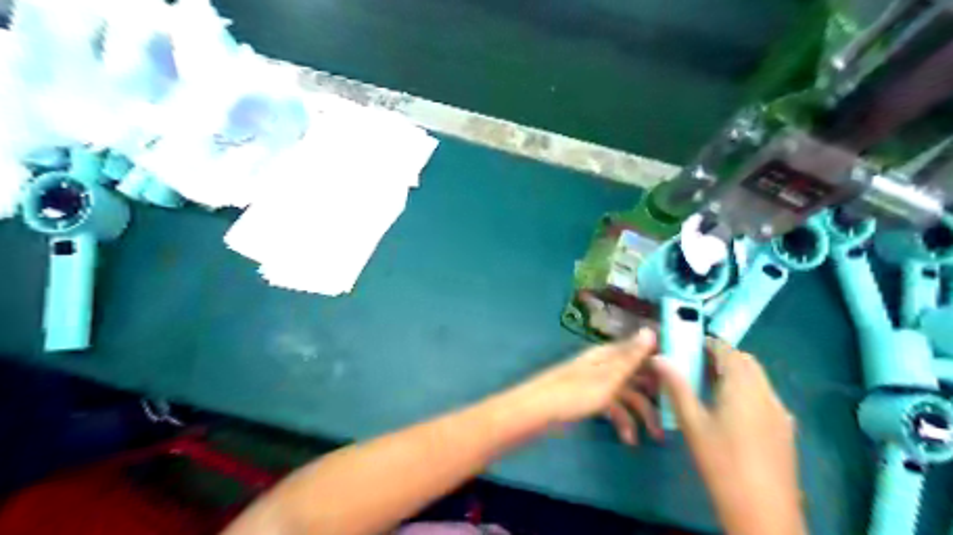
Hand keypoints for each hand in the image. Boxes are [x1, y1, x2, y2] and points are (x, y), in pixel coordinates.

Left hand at [505, 328, 664, 444]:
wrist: (539, 411)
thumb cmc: (575, 392)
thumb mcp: (608, 376)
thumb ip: (630, 356)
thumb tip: (650, 329)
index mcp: (608, 355)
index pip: (640, 351)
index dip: (660, 362)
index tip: (681, 378)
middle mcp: (604, 365)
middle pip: (636, 376)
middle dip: (654, 395)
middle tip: (673, 414)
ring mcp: (596, 383)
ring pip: (626, 395)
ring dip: (640, 414)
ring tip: (655, 436)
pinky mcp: (589, 400)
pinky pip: (612, 407)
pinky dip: (622, 421)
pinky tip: (629, 439)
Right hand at [655, 339, 800, 534]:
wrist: (763, 510)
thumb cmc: (721, 461)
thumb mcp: (692, 422)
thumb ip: (676, 386)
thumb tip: (659, 357)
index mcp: (743, 387)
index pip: (728, 351)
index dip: (708, 343)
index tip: (687, 345)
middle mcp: (766, 393)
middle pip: (746, 362)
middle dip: (722, 356)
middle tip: (695, 365)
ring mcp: (780, 412)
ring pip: (758, 379)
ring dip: (735, 373)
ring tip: (707, 386)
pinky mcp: (785, 429)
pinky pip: (765, 396)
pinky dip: (746, 390)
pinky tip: (729, 411)